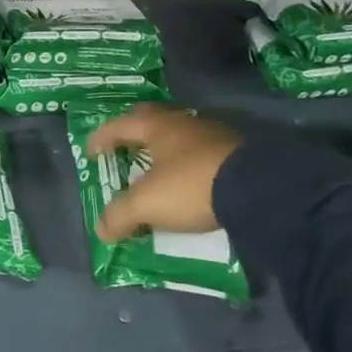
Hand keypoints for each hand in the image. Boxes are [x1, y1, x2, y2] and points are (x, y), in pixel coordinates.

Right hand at [86, 105, 243, 241]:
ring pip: (179, 136)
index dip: (101, 138)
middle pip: (150, 121)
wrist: (260, 188)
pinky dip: (188, 164)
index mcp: (157, 126)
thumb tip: (102, 230)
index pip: (119, 125)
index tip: (91, 153)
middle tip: (122, 151)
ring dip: (164, 150)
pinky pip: (202, 153)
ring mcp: (215, 135)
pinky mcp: (238, 152)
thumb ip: (119, 215)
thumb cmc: (191, 186)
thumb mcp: (146, 204)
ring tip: (155, 170)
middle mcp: (184, 122)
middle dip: (133, 135)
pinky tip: (188, 181)